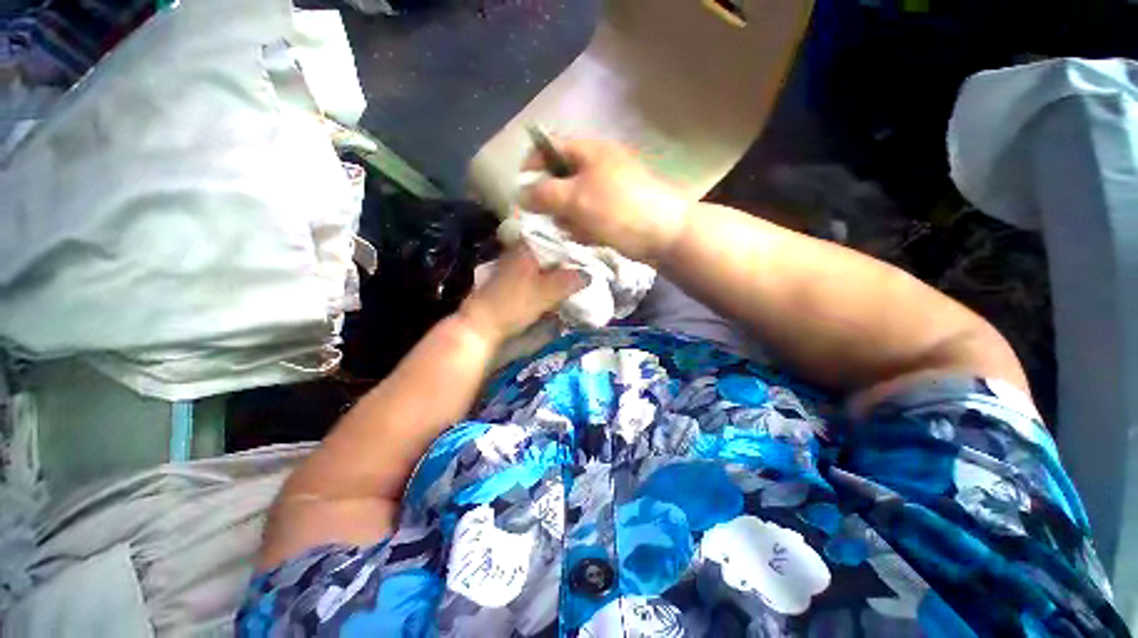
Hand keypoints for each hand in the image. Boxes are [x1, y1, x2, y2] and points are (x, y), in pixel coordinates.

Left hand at [459, 244, 584, 345]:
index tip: (590, 246)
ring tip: (580, 272)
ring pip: (545, 261)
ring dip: (560, 268)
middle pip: (551, 248)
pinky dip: (551, 277)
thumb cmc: (512, 305)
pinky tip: (562, 284)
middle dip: (568, 256)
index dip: (573, 240)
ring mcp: (516, 266)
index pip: (555, 234)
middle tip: (589, 262)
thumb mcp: (545, 293)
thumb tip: (590, 274)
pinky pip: (539, 273)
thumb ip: (569, 282)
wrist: (482, 325)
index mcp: (526, 247)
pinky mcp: (515, 280)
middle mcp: (520, 251)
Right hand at [520, 138, 690, 263]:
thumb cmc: (618, 209)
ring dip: (569, 218)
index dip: (533, 165)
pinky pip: (590, 217)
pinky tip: (588, 237)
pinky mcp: (616, 212)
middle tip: (552, 218)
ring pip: (575, 202)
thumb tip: (521, 192)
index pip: (552, 148)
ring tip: (575, 231)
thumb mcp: (576, 199)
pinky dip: (584, 227)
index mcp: (590, 152)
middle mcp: (599, 166)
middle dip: (553, 200)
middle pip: (562, 178)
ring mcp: (609, 190)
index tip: (521, 189)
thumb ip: (545, 194)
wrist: (665, 233)